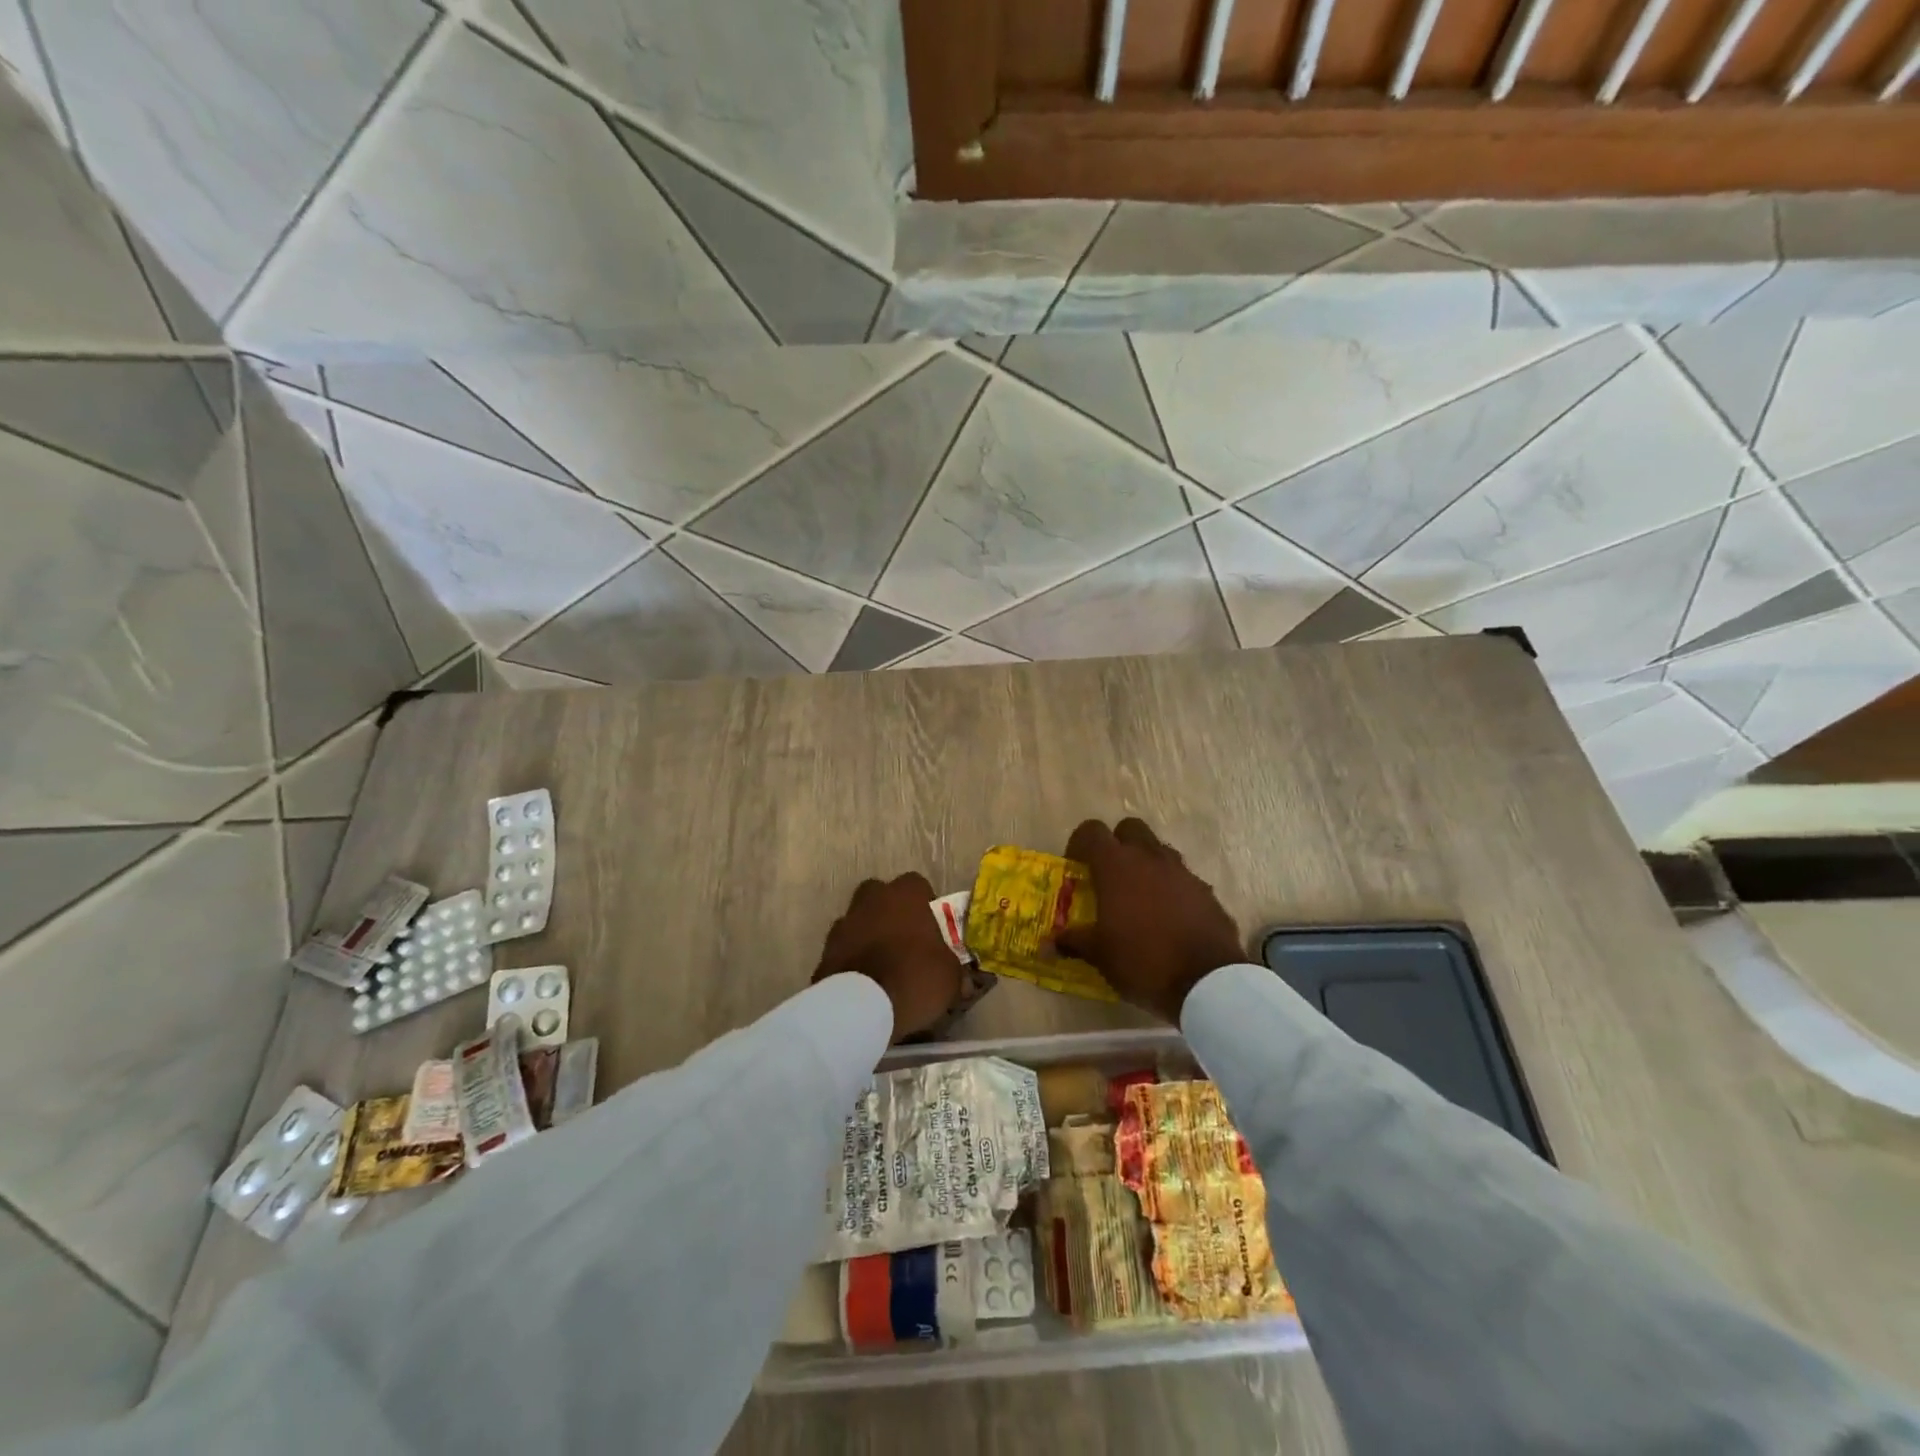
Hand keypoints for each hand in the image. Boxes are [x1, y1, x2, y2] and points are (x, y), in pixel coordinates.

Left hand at [812, 872, 962, 1041]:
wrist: (859, 1008)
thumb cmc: (914, 978)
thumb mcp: (949, 977)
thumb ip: (953, 969)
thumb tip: (961, 979)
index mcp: (905, 896)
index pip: (917, 884)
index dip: (925, 902)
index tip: (931, 926)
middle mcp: (871, 900)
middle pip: (881, 895)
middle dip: (890, 911)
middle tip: (904, 939)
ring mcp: (843, 924)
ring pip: (859, 920)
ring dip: (869, 935)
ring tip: (882, 965)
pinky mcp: (824, 951)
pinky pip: (844, 948)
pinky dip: (852, 959)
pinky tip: (863, 982)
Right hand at [1055, 818, 1244, 1024]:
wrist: (1208, 982)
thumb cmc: (1143, 962)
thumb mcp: (1100, 956)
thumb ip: (1074, 942)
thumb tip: (1048, 944)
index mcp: (1116, 866)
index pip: (1091, 831)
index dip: (1079, 844)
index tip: (1076, 868)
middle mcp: (1149, 858)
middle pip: (1129, 828)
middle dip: (1117, 844)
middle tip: (1109, 876)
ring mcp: (1182, 872)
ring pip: (1159, 850)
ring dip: (1146, 864)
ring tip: (1139, 898)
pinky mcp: (1206, 891)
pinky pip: (1182, 877)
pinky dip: (1172, 888)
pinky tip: (1169, 918)